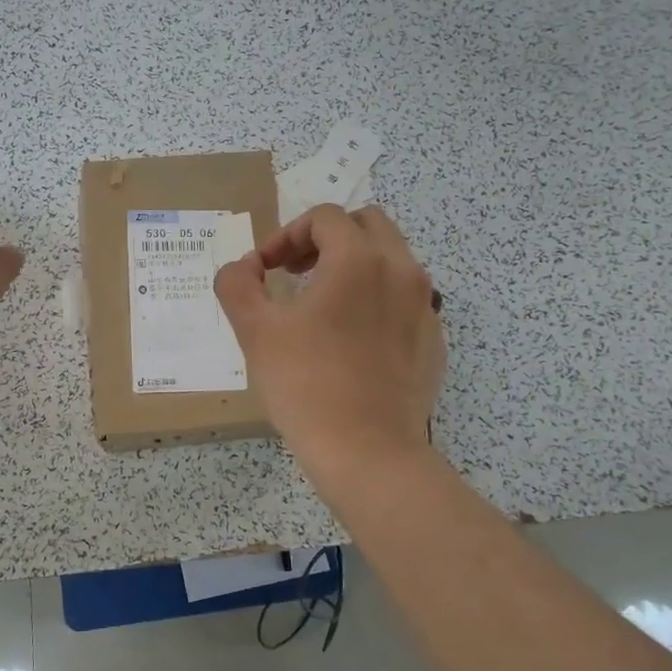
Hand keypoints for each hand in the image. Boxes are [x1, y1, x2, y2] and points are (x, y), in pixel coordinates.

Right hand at [215, 204, 444, 489]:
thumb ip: (238, 284)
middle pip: (367, 224)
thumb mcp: (255, 331)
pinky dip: (377, 297)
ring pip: (391, 258)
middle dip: (326, 238)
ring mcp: (425, 305)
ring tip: (322, 301)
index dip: (286, 234)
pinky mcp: (433, 338)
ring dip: (354, 264)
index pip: (324, 218)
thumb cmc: (306, 385)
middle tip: (296, 270)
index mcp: (359, 259)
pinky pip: (405, 297)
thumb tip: (244, 267)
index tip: (266, 269)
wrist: (368, 452)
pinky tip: (352, 338)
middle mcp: (401, 270)